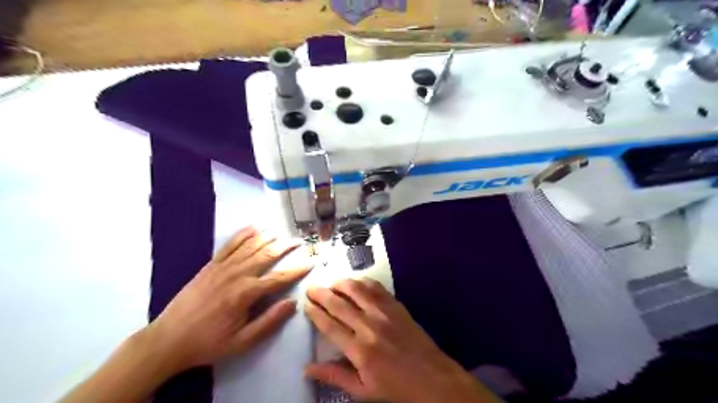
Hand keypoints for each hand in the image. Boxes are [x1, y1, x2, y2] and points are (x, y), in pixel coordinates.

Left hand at [145, 228, 311, 372]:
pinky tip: (253, 228)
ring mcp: (222, 267)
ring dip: (268, 237)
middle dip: (286, 246)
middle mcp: (237, 274)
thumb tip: (293, 303)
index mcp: (246, 293)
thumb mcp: (242, 341)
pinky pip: (229, 245)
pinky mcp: (210, 265)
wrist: (168, 340)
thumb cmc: (209, 343)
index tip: (311, 262)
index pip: (279, 277)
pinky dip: (242, 235)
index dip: (297, 269)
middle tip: (299, 241)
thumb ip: (269, 321)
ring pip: (250, 246)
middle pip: (267, 254)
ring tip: (281, 232)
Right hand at [304, 279, 499, 402]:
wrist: (433, 379)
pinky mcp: (397, 306)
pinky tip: (356, 283)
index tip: (306, 304)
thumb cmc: (397, 389)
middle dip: (322, 293)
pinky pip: (377, 288)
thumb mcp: (363, 391)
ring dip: (341, 283)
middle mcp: (370, 326)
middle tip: (311, 288)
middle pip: (339, 303)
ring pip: (357, 290)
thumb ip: (335, 376)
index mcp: (360, 350)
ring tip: (331, 283)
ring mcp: (385, 313)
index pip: (329, 325)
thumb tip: (307, 369)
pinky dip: (363, 282)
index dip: (315, 313)